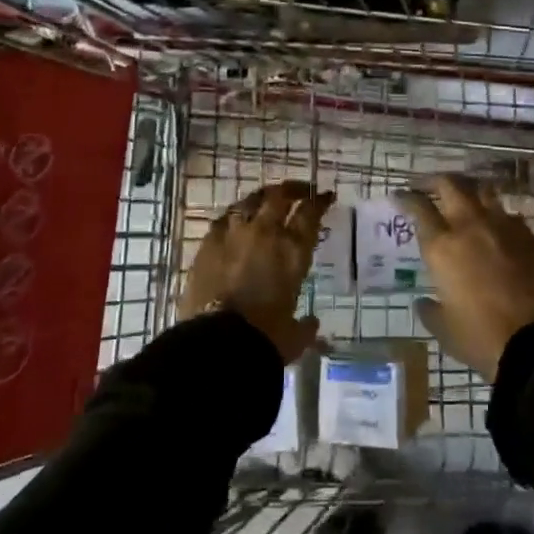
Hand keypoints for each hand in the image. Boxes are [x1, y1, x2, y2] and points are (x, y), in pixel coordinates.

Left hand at [180, 180, 332, 363]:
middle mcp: (265, 233)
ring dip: (262, 197)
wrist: (218, 343)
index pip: (310, 212)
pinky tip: (234, 220)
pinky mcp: (207, 243)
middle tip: (300, 191)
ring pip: (250, 200)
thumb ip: (304, 326)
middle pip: (280, 196)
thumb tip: (311, 323)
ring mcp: (233, 234)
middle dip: (293, 189)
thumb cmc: (265, 339)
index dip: (320, 201)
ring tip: (266, 200)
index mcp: (293, 250)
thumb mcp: (293, 336)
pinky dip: (233, 217)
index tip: (325, 197)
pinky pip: (223, 219)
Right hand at [398, 175, 533, 379]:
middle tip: (428, 187)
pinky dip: (496, 214)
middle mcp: (470, 226)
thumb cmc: (482, 338)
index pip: (419, 208)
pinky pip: (508, 214)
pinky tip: (495, 228)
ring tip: (463, 198)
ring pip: (483, 191)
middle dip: (436, 181)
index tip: (400, 195)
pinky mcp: (529, 237)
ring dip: (468, 190)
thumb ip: (430, 310)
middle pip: (451, 185)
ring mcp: (503, 227)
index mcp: (442, 247)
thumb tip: (423, 302)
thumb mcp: (445, 330)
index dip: (406, 197)